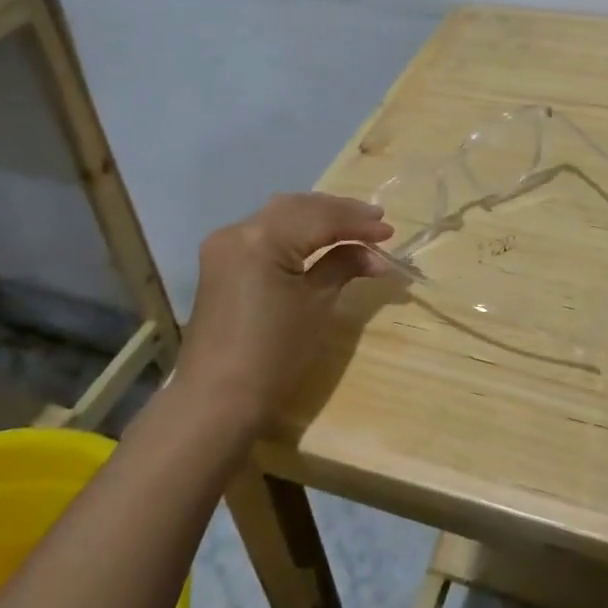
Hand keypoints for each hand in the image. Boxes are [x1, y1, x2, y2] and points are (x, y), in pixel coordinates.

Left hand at [176, 192, 393, 432]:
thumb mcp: (317, 305)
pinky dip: (294, 229)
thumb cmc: (274, 355)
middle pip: (299, 207)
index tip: (390, 232)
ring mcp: (224, 243)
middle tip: (376, 222)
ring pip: (280, 214)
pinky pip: (264, 231)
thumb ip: (344, 266)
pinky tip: (318, 236)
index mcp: (262, 238)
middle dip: (339, 212)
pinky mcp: (221, 259)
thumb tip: (374, 255)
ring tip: (354, 226)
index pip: (320, 217)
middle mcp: (238, 229)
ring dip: (317, 216)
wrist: (217, 400)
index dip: (357, 223)